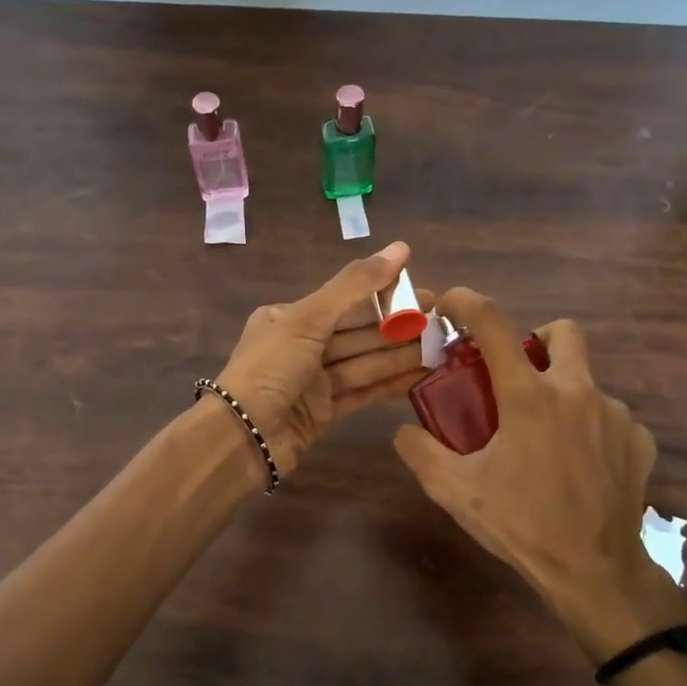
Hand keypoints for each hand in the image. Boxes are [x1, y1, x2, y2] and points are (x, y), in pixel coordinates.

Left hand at [213, 241, 430, 473]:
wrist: (242, 438)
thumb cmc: (270, 369)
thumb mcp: (309, 318)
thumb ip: (355, 285)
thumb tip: (401, 248)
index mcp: (291, 317)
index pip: (347, 301)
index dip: (387, 295)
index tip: (426, 294)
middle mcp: (302, 345)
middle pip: (359, 332)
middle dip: (399, 327)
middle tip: (444, 322)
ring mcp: (314, 381)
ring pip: (366, 362)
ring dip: (401, 355)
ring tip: (441, 347)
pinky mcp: (325, 412)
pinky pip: (363, 391)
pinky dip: (390, 383)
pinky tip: (421, 375)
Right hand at [392, 288, 686, 661]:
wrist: (595, 572)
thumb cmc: (521, 524)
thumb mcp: (455, 491)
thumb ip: (421, 453)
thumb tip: (403, 431)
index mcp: (529, 396)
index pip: (494, 324)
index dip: (468, 302)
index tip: (451, 303)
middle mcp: (577, 392)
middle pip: (563, 332)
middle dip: (537, 339)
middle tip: (517, 373)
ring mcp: (616, 415)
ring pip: (586, 382)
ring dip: (562, 395)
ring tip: (545, 441)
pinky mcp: (639, 442)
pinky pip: (610, 418)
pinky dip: (589, 429)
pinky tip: (578, 466)